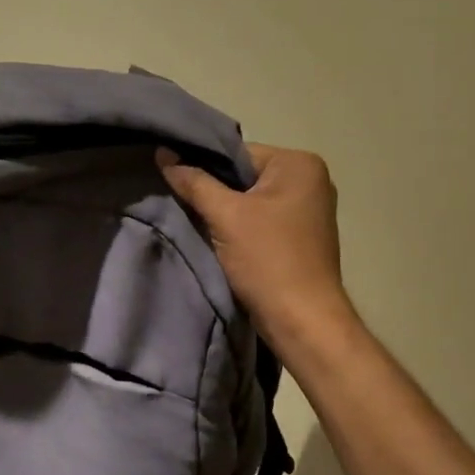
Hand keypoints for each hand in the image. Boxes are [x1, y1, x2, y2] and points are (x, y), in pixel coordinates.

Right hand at [157, 143, 353, 354]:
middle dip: (215, 191)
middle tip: (182, 204)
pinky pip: (262, 220)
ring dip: (226, 212)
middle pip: (245, 176)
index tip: (176, 183)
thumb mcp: (225, 216)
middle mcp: (311, 180)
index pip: (238, 153)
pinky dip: (241, 227)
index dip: (204, 167)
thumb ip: (193, 182)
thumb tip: (163, 153)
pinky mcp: (302, 236)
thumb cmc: (268, 260)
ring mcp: (310, 210)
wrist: (302, 321)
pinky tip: (220, 241)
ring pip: (251, 200)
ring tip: (198, 223)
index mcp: (300, 164)